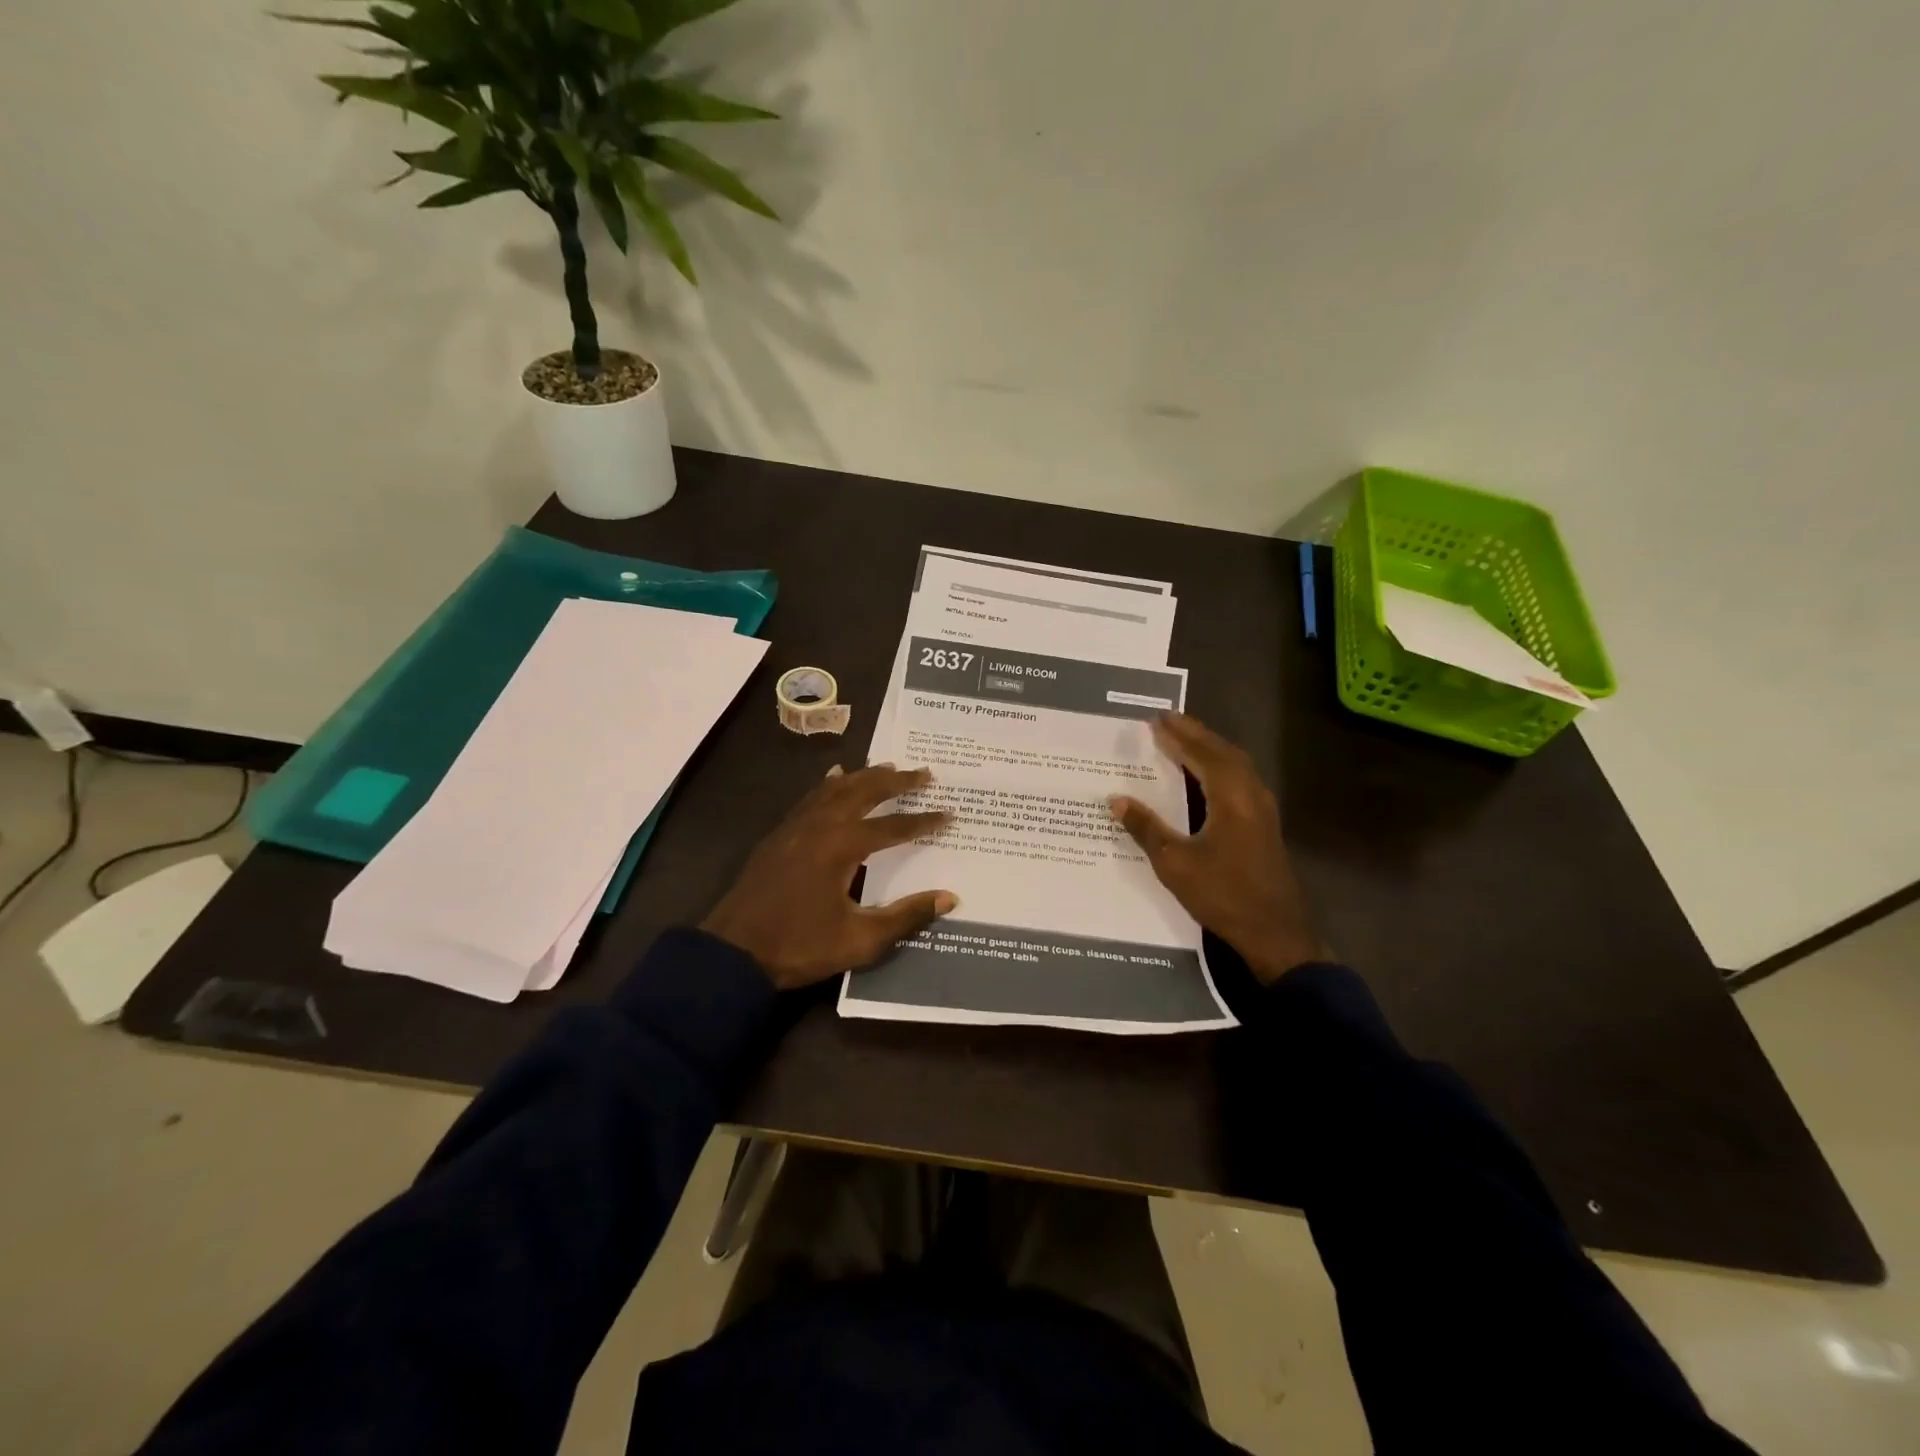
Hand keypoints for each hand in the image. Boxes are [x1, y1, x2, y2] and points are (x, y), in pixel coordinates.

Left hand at [700, 764, 957, 990]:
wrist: (733, 953)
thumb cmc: (800, 946)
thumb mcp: (861, 940)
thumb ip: (906, 916)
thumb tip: (949, 897)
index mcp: (843, 846)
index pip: (893, 826)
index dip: (924, 821)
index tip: (949, 813)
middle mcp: (821, 825)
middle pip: (864, 792)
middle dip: (896, 782)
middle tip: (924, 773)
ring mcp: (796, 827)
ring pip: (836, 789)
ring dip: (864, 777)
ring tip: (887, 767)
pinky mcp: (779, 835)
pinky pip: (811, 798)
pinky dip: (829, 784)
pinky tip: (834, 777)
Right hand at [1109, 713, 1329, 983]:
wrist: (1274, 932)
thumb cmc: (1223, 894)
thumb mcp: (1175, 863)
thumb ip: (1146, 828)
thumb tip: (1116, 800)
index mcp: (1231, 798)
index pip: (1203, 754)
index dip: (1179, 736)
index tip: (1156, 720)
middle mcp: (1251, 795)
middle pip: (1223, 753)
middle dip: (1195, 735)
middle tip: (1168, 721)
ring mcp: (1263, 810)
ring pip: (1236, 765)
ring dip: (1209, 749)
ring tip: (1183, 740)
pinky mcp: (1264, 825)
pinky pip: (1240, 780)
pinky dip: (1220, 767)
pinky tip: (1205, 776)